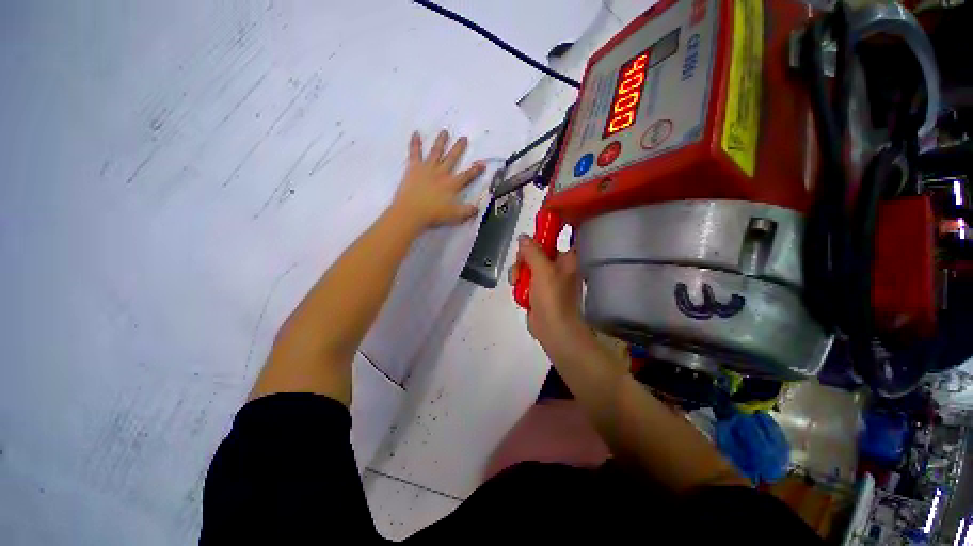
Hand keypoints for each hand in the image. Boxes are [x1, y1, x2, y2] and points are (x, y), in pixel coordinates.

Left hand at [390, 130, 485, 230]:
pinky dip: (415, 143)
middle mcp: (441, 173)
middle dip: (459, 148)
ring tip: (445, 131)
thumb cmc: (434, 215)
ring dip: (441, 141)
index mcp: (452, 184)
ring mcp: (427, 169)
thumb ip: (467, 211)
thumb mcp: (455, 216)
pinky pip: (414, 153)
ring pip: (436, 152)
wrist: (411, 212)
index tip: (482, 164)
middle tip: (464, 138)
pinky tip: (415, 133)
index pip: (467, 176)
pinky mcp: (413, 168)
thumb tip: (477, 208)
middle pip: (452, 158)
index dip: (475, 170)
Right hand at [509, 235, 594, 358]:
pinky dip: (519, 283)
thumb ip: (533, 251)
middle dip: (524, 257)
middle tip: (520, 264)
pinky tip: (517, 289)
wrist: (553, 329)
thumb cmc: (553, 297)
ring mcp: (547, 279)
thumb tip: (523, 237)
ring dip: (519, 271)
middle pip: (537, 250)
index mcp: (566, 258)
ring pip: (528, 264)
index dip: (546, 230)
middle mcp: (558, 266)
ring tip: (516, 281)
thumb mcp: (542, 270)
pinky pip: (525, 278)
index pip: (559, 236)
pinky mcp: (537, 290)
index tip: (531, 233)